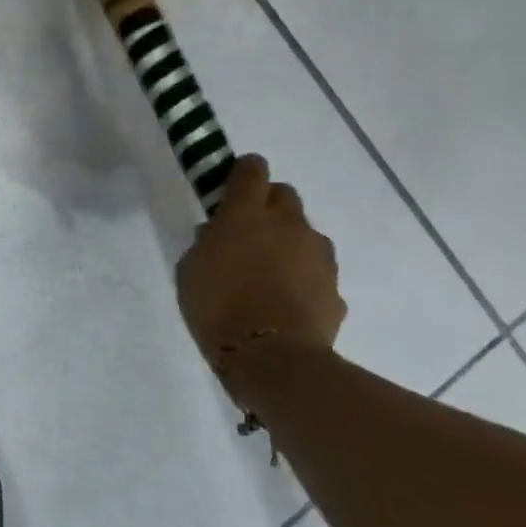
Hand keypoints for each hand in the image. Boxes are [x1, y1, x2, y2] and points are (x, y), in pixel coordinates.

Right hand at [177, 154, 344, 374]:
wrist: (272, 356)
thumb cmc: (216, 306)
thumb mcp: (191, 269)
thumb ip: (206, 243)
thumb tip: (218, 233)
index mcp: (246, 214)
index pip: (252, 170)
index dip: (243, 171)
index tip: (233, 181)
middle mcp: (288, 224)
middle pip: (284, 195)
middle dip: (268, 204)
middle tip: (248, 230)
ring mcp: (317, 255)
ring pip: (303, 233)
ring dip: (287, 242)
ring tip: (267, 272)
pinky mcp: (334, 286)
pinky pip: (315, 270)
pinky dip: (301, 276)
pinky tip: (283, 300)